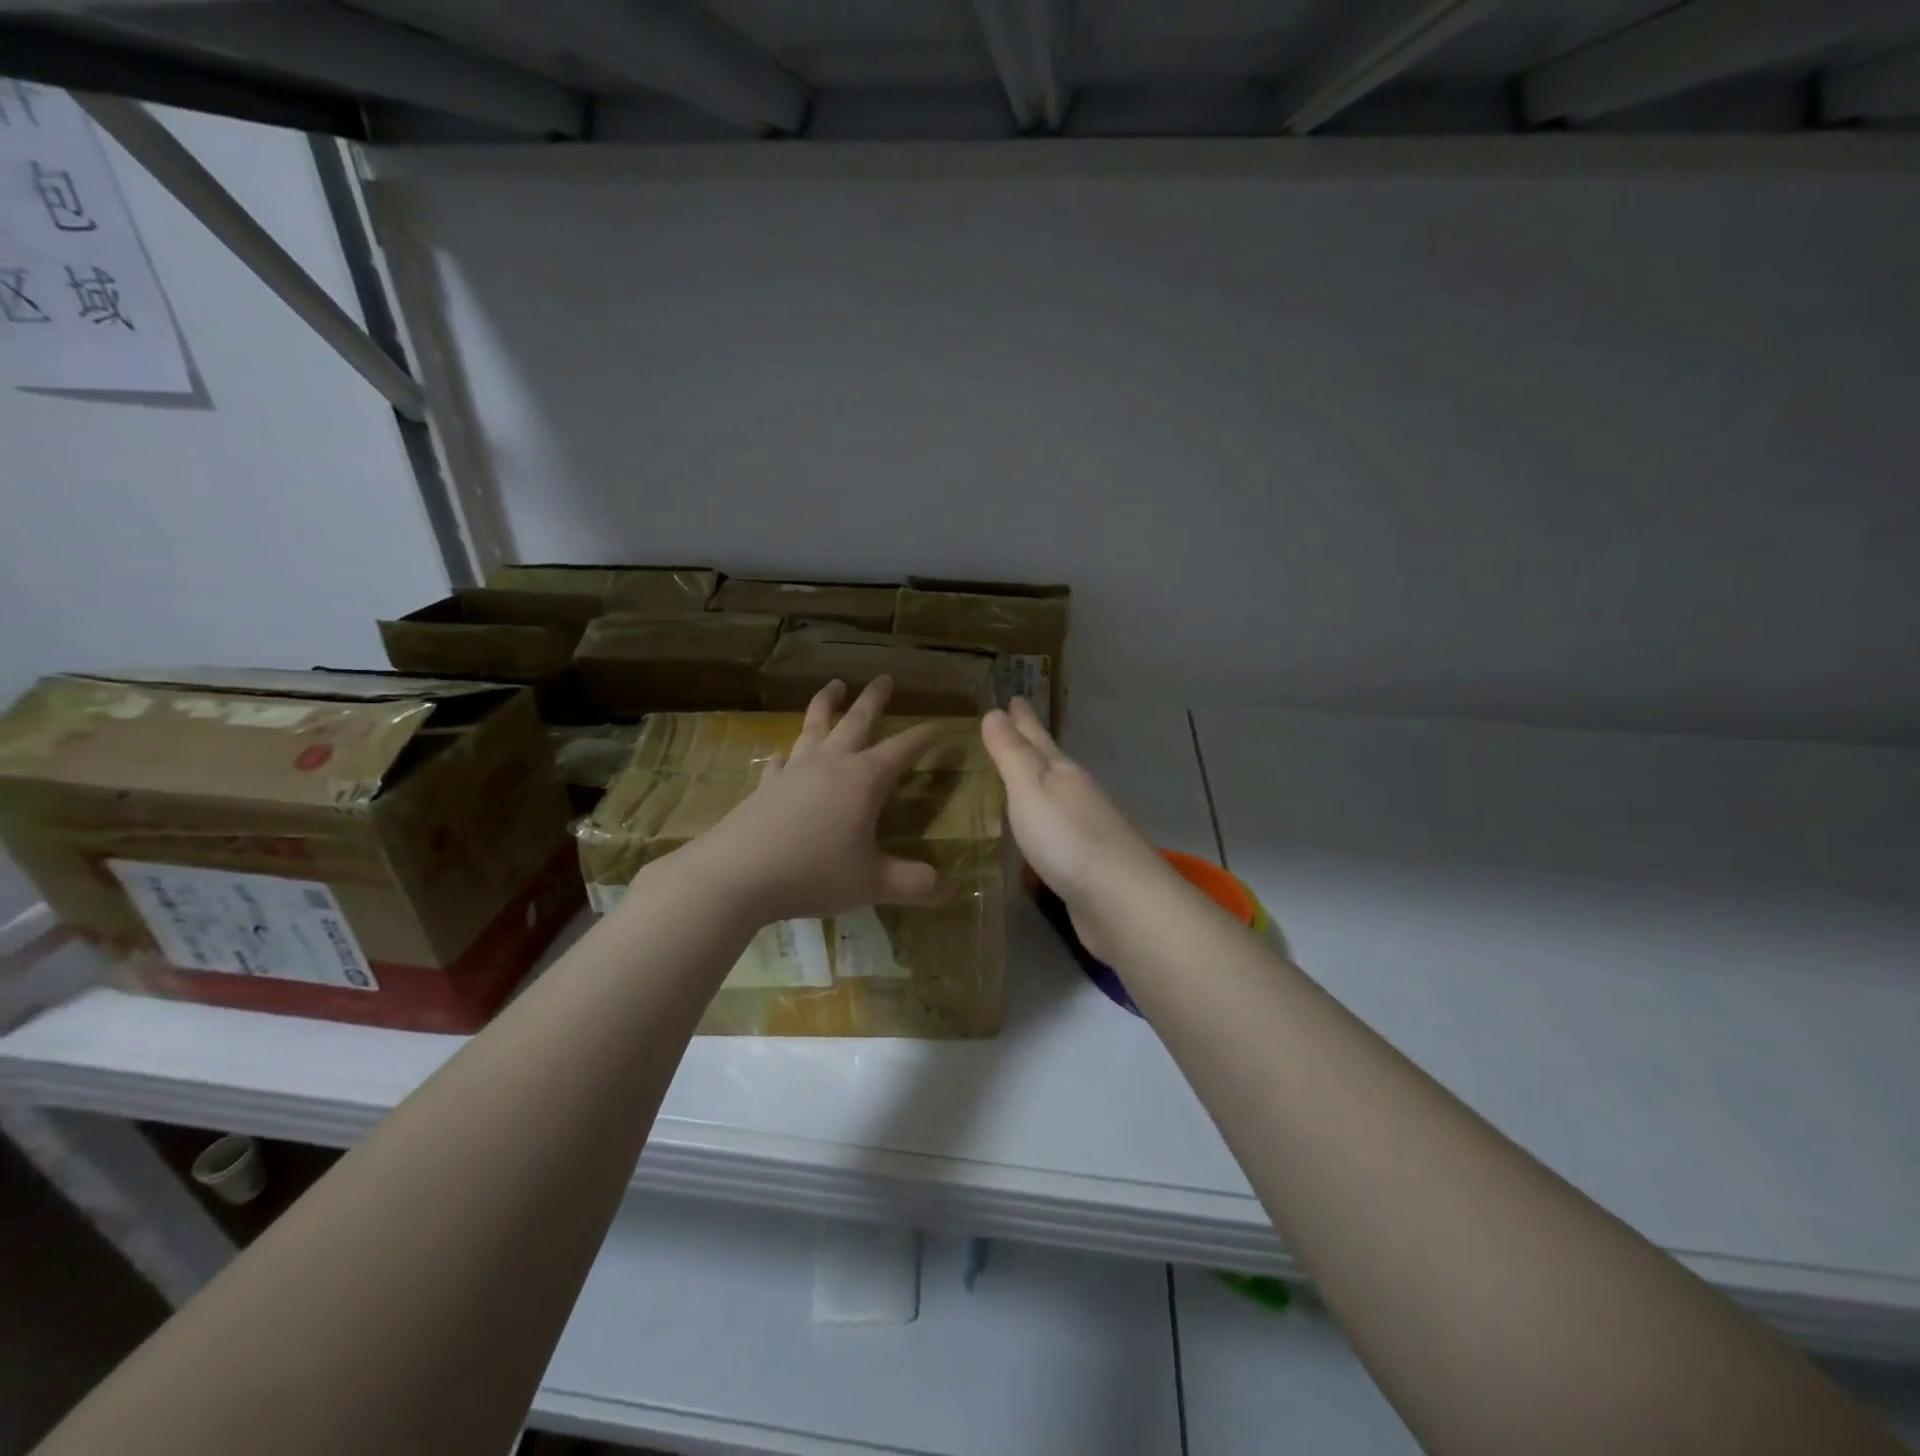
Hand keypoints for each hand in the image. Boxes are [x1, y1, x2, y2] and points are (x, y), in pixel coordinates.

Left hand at [676, 677, 948, 923]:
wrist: (738, 874)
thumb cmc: (814, 873)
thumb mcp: (872, 883)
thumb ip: (913, 884)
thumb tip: (950, 890)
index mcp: (864, 779)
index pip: (902, 750)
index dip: (923, 738)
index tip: (939, 726)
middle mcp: (831, 764)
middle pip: (857, 721)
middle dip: (874, 699)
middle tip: (885, 678)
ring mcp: (795, 771)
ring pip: (815, 726)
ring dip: (827, 704)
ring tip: (834, 685)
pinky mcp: (766, 785)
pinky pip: (781, 760)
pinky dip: (788, 752)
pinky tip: (785, 753)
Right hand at [981, 698, 1170, 960]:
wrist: (1119, 900)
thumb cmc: (1067, 837)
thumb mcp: (1030, 788)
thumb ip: (1012, 754)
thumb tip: (995, 712)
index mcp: (1062, 773)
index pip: (1037, 737)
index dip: (1023, 719)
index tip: (1014, 698)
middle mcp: (1077, 794)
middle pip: (1050, 762)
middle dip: (1031, 745)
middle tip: (1013, 725)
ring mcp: (1085, 829)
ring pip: (1054, 796)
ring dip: (1036, 784)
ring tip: (1016, 777)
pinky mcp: (1085, 864)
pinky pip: (1055, 831)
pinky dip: (1040, 823)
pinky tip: (1033, 832)